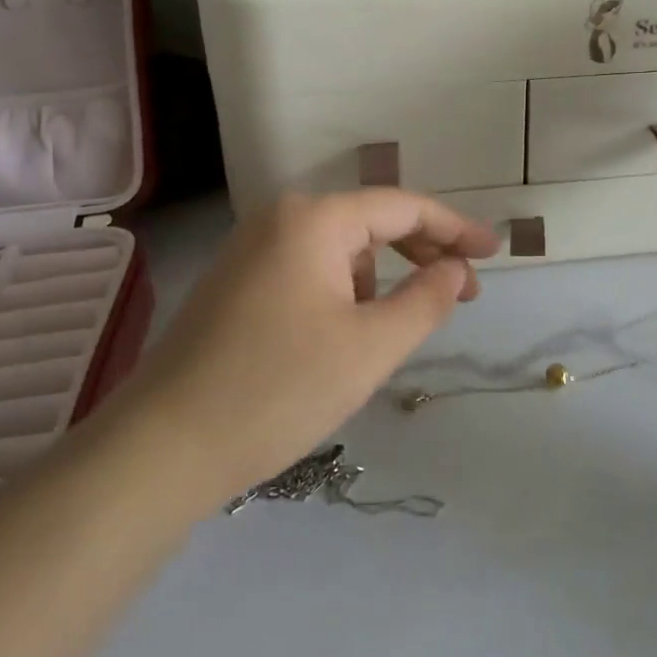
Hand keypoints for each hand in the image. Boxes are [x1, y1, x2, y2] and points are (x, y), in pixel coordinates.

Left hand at [96, 191, 498, 518]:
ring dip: (381, 278)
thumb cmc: (279, 389)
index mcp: (313, 219)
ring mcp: (250, 250)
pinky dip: (344, 291)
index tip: (494, 251)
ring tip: (395, 328)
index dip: (455, 228)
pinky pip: (309, 270)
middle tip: (464, 290)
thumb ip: (427, 299)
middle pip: (370, 222)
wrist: (162, 449)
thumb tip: (455, 268)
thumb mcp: (372, 346)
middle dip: (421, 252)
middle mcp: (279, 219)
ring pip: (339, 251)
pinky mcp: (235, 283)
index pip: (402, 207)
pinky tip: (346, 335)